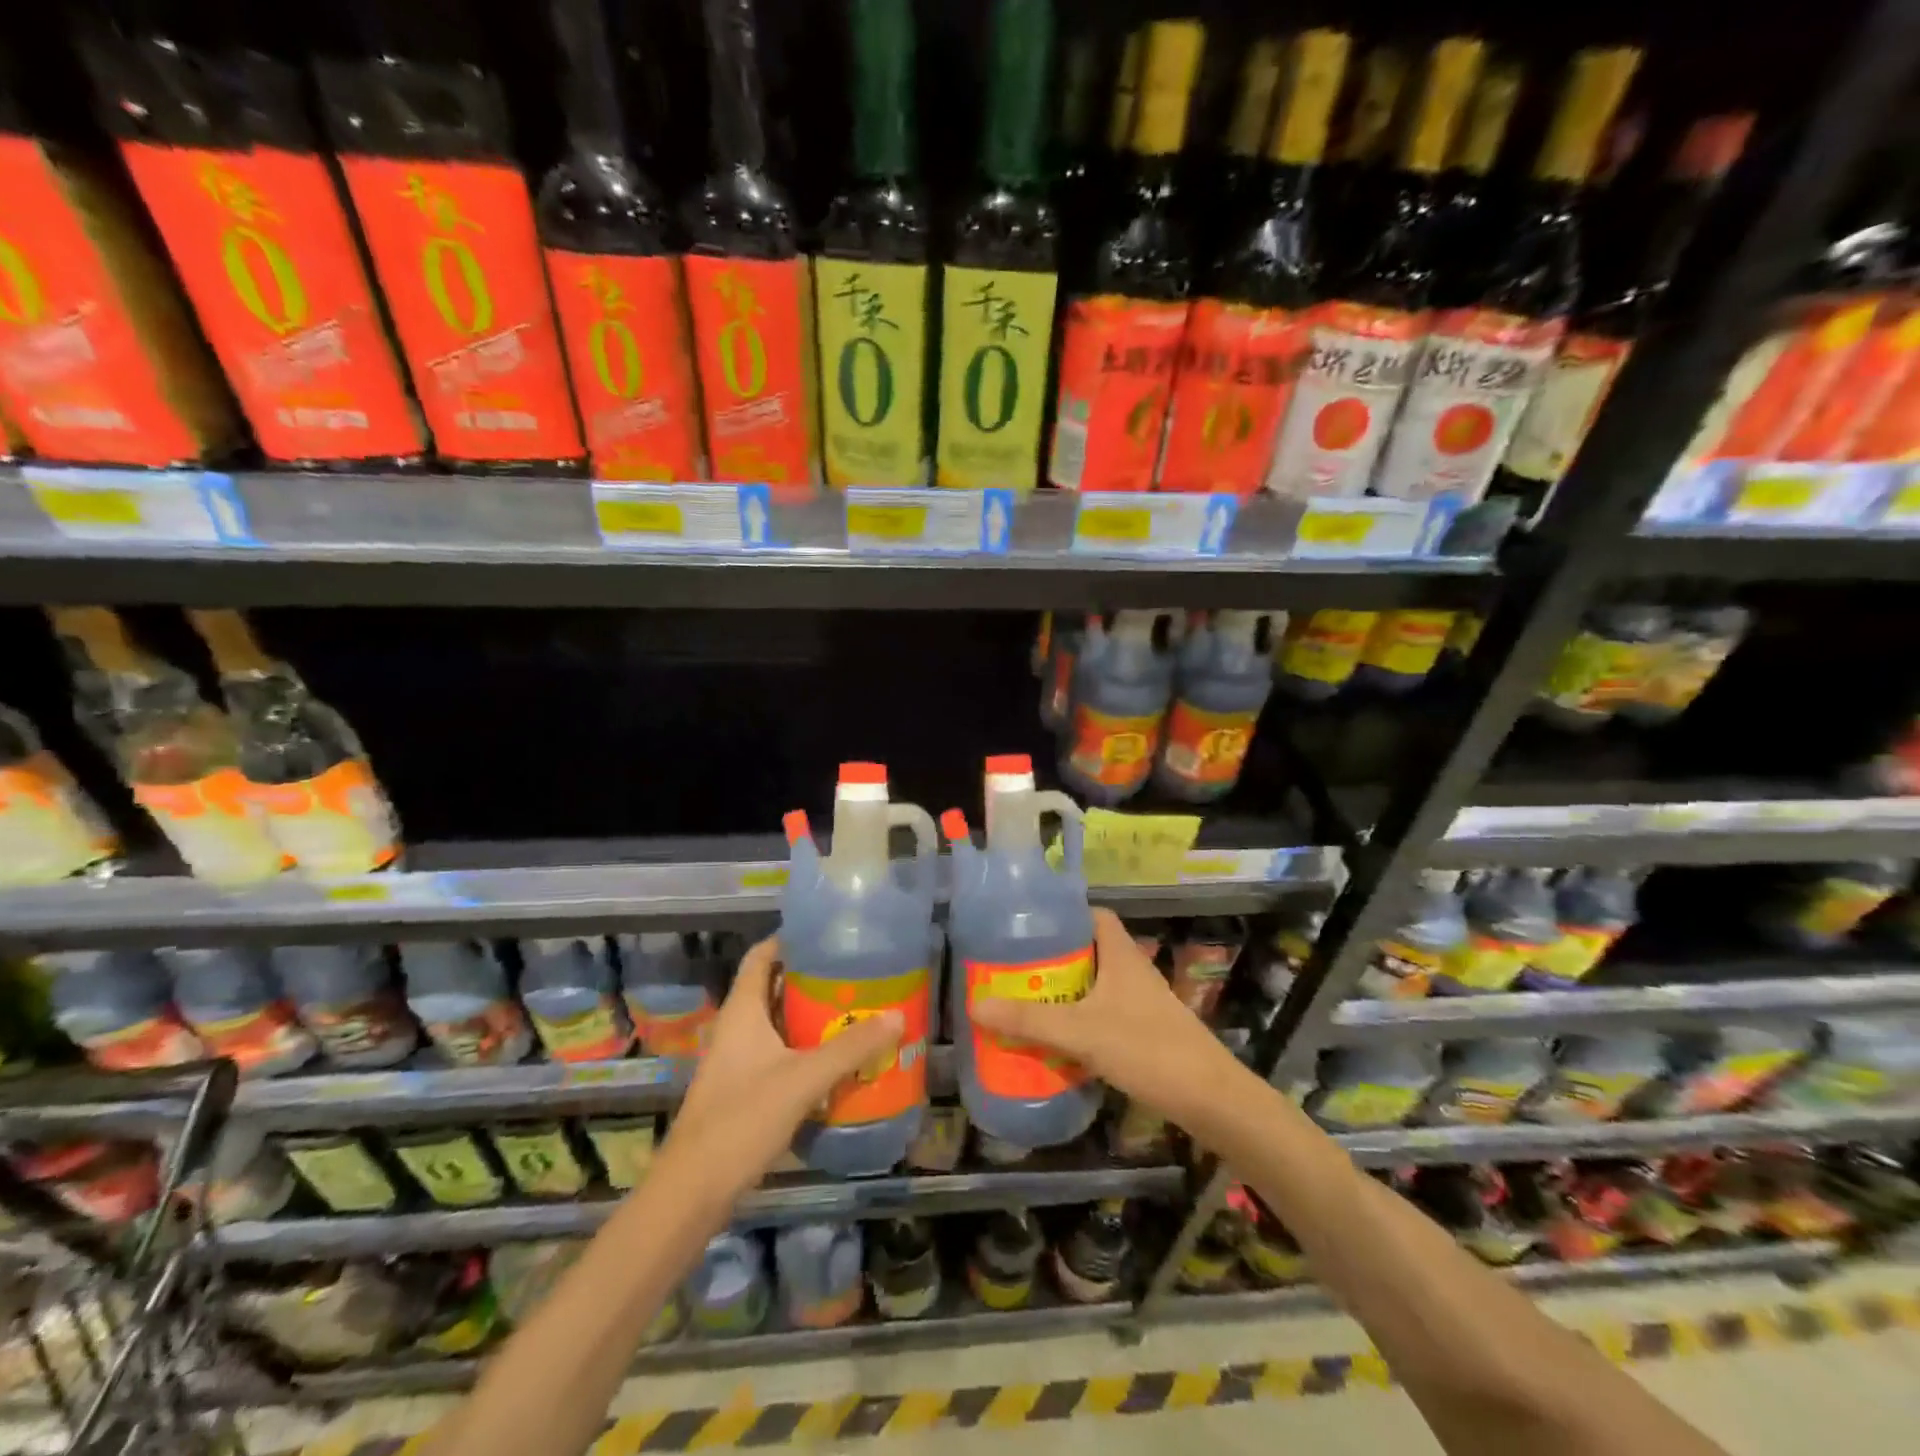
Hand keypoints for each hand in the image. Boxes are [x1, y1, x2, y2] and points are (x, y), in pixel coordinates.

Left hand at [659, 935, 904, 1203]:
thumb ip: (850, 1048)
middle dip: (812, 979)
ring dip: (811, 1016)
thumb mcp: (803, 1079)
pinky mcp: (743, 1088)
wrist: (693, 1191)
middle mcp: (737, 1027)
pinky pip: (778, 1053)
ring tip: (855, 1010)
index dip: (791, 939)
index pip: (762, 955)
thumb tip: (897, 1016)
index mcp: (742, 1010)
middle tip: (855, 974)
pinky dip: (805, 1048)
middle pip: (774, 987)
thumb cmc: (742, 1119)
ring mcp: (737, 1060)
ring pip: (778, 1023)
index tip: (829, 935)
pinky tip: (836, 1059)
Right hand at [971, 908, 1236, 1124]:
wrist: (1211, 1100)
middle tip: (1015, 968)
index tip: (1028, 925)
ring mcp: (1141, 1002)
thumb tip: (976, 1005)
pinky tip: (1057, 1039)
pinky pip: (1104, 1013)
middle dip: (1053, 957)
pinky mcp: (1145, 1031)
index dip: (1064, 914)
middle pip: (1088, 950)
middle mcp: (1132, 971)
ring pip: (1096, 985)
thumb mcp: (1081, 1032)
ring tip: (1026, 1001)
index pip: (1093, 915)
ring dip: (1065, 992)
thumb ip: (1030, 1020)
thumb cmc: (1147, 1049)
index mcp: (1121, 954)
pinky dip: (1080, 1020)